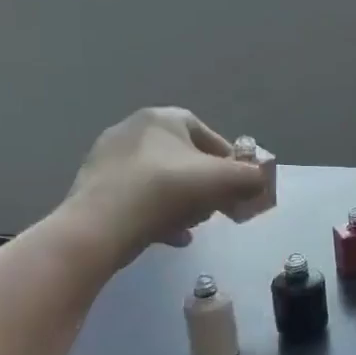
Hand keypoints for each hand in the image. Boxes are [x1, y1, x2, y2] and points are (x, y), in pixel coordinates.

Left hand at [60, 107, 267, 266]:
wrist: (101, 226)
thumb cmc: (168, 190)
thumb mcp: (225, 180)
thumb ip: (252, 177)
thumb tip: (261, 182)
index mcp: (161, 118)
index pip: (206, 133)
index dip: (229, 160)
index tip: (238, 185)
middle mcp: (131, 130)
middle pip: (184, 158)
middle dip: (206, 183)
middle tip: (218, 206)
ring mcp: (107, 159)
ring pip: (161, 180)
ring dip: (184, 201)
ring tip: (194, 223)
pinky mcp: (93, 188)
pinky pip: (138, 198)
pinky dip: (158, 214)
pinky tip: (172, 237)